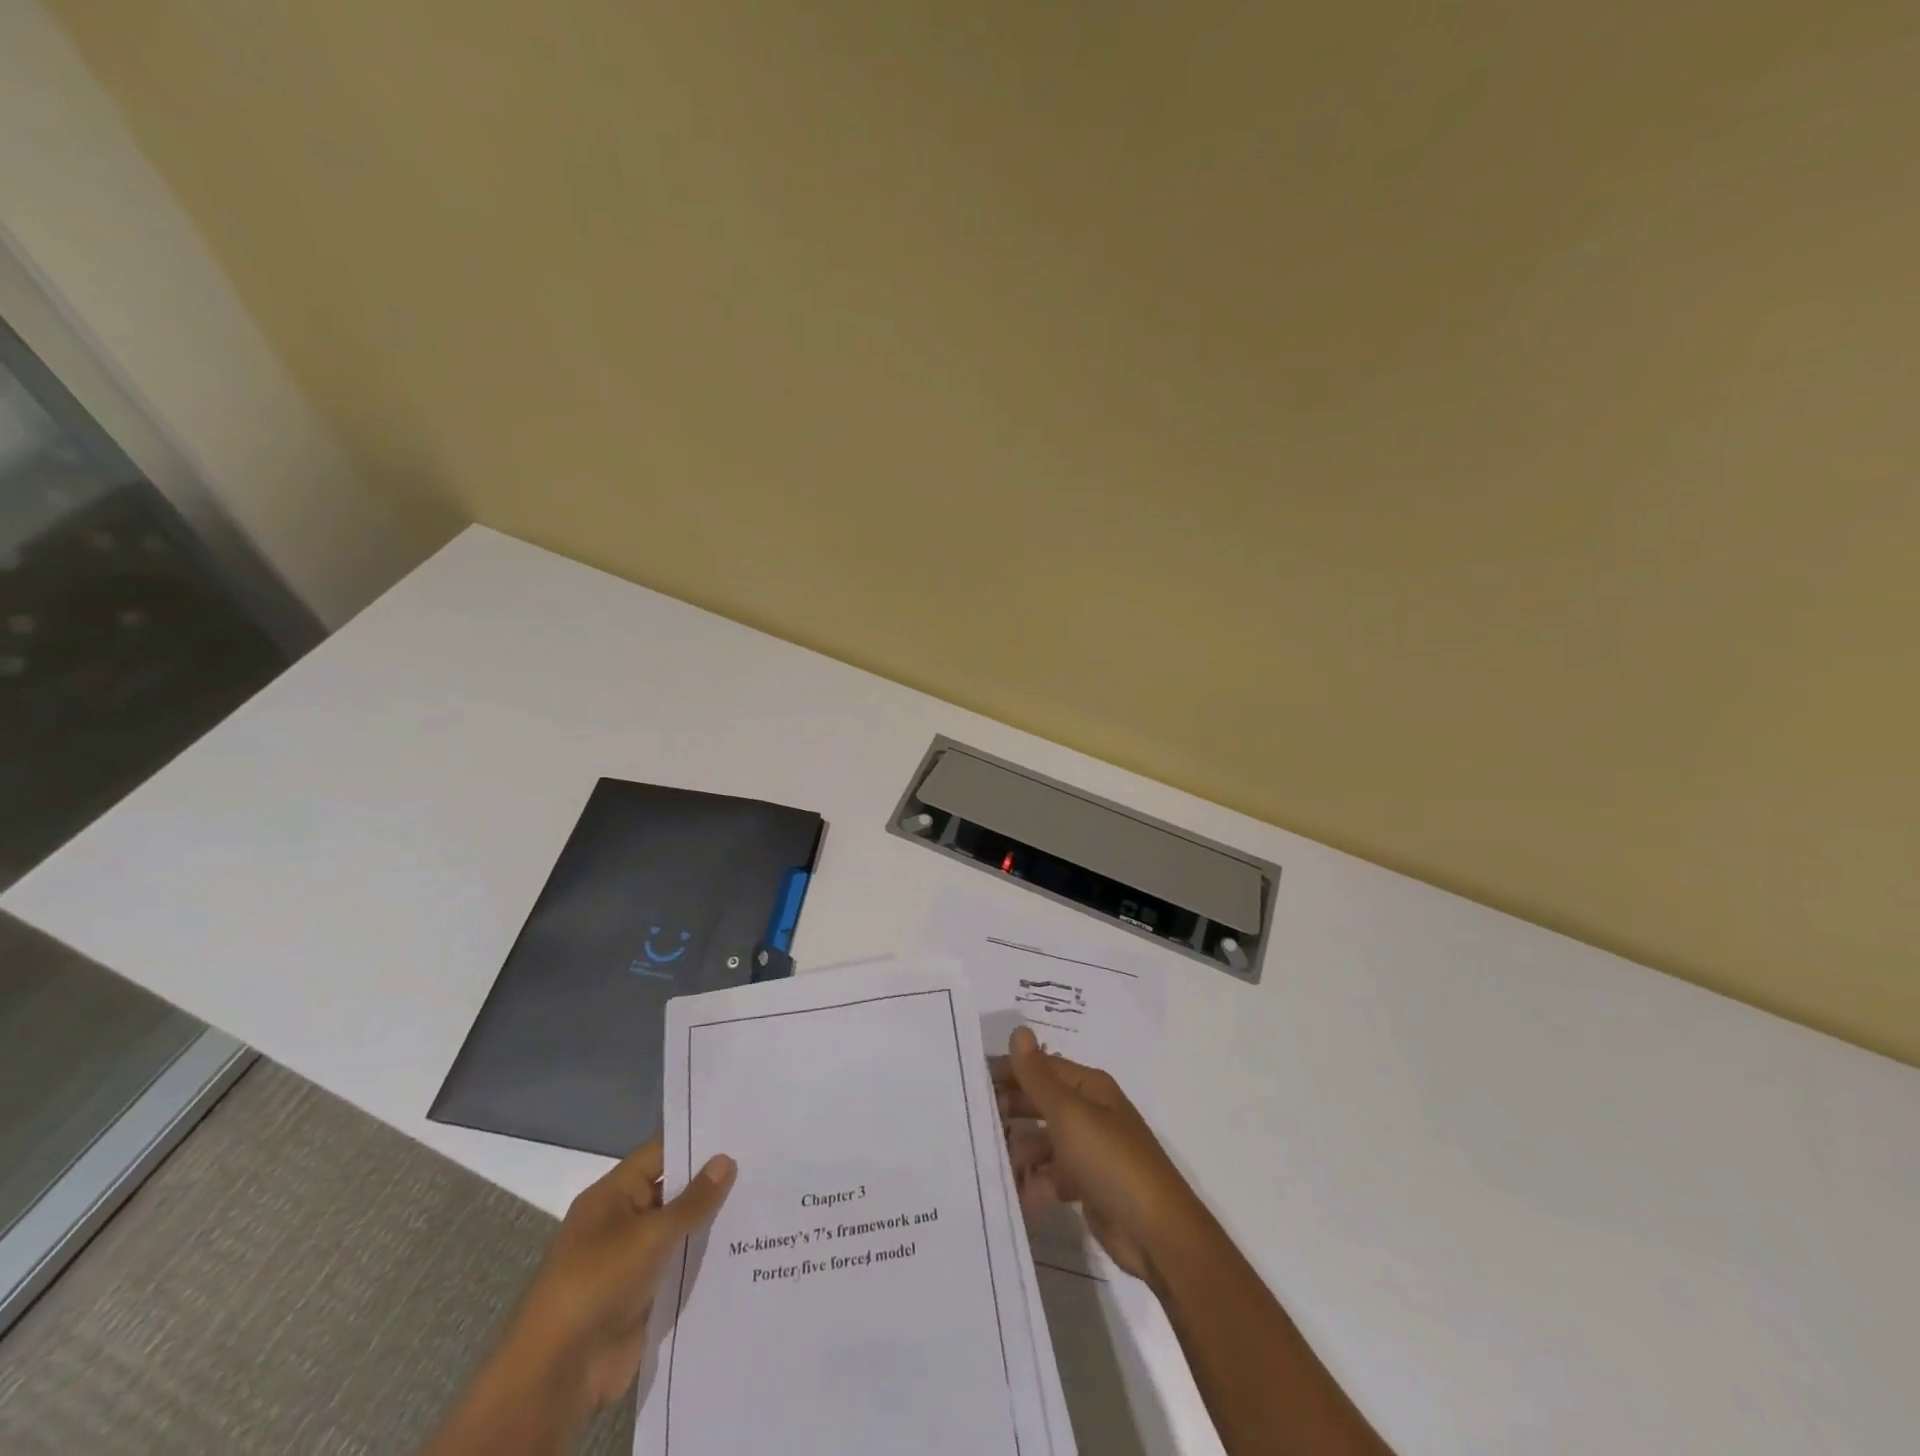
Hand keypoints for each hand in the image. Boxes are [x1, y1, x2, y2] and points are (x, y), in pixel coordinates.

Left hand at [507, 1140, 735, 1408]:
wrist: (560, 1372)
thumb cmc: (599, 1282)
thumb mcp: (651, 1234)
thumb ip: (693, 1199)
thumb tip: (726, 1159)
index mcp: (611, 1196)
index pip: (659, 1155)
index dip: (696, 1144)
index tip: (739, 1133)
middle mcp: (620, 1222)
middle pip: (671, 1193)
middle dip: (710, 1184)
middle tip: (760, 1167)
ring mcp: (631, 1261)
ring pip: (678, 1232)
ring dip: (710, 1224)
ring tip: (761, 1204)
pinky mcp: (642, 1296)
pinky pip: (678, 1267)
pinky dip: (703, 1260)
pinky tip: (744, 1250)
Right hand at [994, 1026, 1202, 1287]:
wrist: (1157, 1234)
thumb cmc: (1111, 1162)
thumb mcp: (1070, 1115)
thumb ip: (1038, 1077)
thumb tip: (1019, 1031)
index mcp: (1089, 1087)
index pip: (1041, 1069)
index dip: (1008, 1072)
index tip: (971, 1083)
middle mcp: (1089, 1113)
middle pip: (1040, 1103)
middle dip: (1009, 1112)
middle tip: (973, 1125)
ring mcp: (1088, 1151)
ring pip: (1042, 1142)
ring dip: (1019, 1152)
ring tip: (991, 1165)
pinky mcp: (1086, 1186)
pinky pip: (1050, 1177)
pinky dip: (1033, 1184)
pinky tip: (1013, 1195)